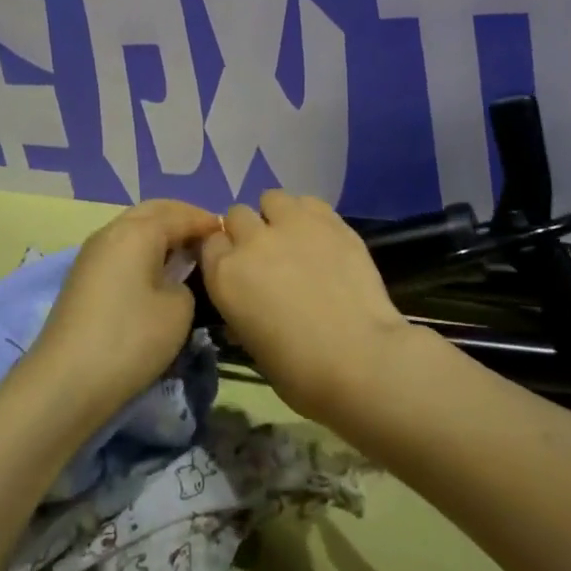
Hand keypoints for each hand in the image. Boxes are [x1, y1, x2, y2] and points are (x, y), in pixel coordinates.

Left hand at [30, 199, 223, 415]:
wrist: (66, 383)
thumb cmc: (130, 339)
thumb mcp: (179, 310)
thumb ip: (186, 282)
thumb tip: (174, 279)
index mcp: (138, 231)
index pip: (181, 214)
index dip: (207, 222)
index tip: (230, 235)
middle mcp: (112, 231)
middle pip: (153, 212)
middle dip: (182, 218)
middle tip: (208, 238)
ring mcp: (92, 253)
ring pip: (134, 228)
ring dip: (161, 234)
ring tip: (187, 255)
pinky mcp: (83, 277)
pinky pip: (122, 248)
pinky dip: (144, 250)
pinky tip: (158, 272)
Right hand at [197, 190, 415, 422]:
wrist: (359, 359)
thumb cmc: (300, 371)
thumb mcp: (253, 345)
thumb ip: (243, 310)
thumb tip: (248, 303)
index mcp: (225, 275)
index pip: (210, 243)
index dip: (224, 253)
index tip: (238, 268)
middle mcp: (252, 240)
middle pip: (238, 215)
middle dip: (248, 231)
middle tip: (268, 255)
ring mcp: (292, 224)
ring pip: (272, 198)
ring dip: (277, 215)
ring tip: (295, 239)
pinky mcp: (329, 220)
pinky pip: (309, 202)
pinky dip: (309, 215)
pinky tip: (322, 237)